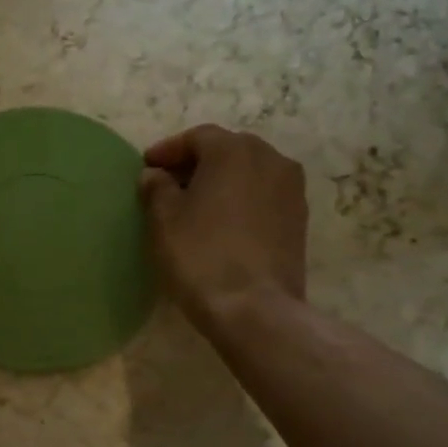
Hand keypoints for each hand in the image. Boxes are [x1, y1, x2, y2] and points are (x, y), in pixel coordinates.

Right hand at [139, 125, 307, 326]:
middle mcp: (270, 159)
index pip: (196, 137)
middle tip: (170, 182)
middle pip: (227, 150)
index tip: (147, 166)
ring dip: (222, 180)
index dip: (168, 150)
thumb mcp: (164, 219)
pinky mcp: (300, 218)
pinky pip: (264, 195)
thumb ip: (157, 188)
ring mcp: (291, 189)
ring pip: (249, 172)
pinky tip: (222, 221)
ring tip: (196, 203)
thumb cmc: (200, 255)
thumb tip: (156, 175)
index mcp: (234, 150)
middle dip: (197, 162)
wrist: (254, 308)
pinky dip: (242, 199)